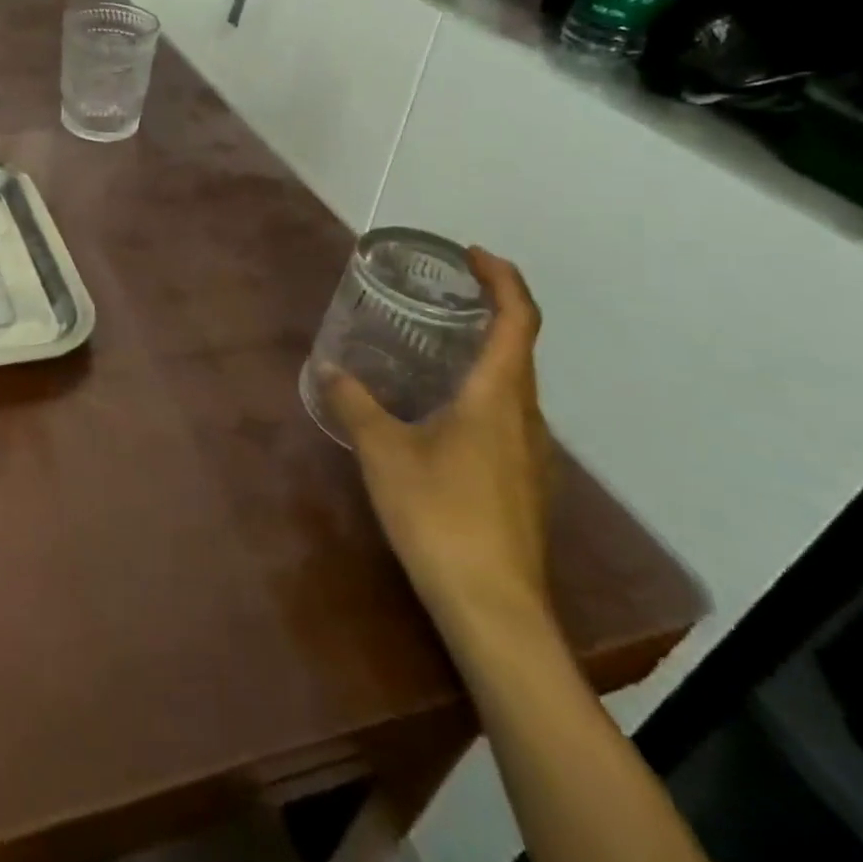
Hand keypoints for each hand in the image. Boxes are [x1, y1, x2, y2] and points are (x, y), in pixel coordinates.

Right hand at [326, 248, 553, 649]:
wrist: (494, 608)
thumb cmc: (440, 516)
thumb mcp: (383, 452)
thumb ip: (355, 404)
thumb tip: (329, 367)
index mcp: (498, 397)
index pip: (518, 320)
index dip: (502, 279)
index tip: (473, 253)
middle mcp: (526, 417)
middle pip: (521, 349)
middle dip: (491, 311)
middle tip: (444, 295)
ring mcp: (534, 455)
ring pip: (515, 386)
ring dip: (487, 354)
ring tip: (437, 347)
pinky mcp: (526, 484)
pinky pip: (509, 417)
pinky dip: (483, 392)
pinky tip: (443, 413)